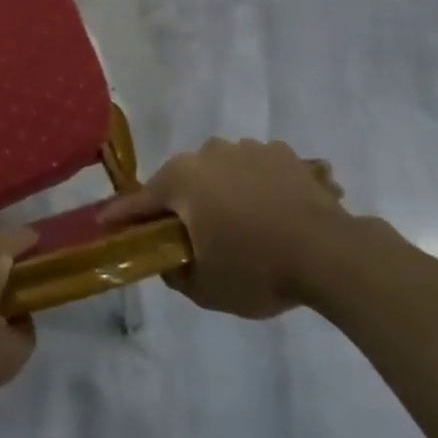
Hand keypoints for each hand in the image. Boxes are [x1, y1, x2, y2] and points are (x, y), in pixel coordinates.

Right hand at [100, 138, 348, 318]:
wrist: (332, 254)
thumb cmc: (257, 269)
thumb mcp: (206, 288)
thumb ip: (176, 273)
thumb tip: (169, 260)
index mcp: (181, 179)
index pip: (140, 201)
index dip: (122, 217)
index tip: (105, 224)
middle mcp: (208, 153)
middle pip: (184, 181)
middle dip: (185, 205)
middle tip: (198, 237)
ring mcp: (248, 149)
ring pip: (223, 172)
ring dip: (225, 193)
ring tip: (247, 227)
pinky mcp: (284, 155)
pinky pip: (260, 170)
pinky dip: (260, 187)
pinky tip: (276, 213)